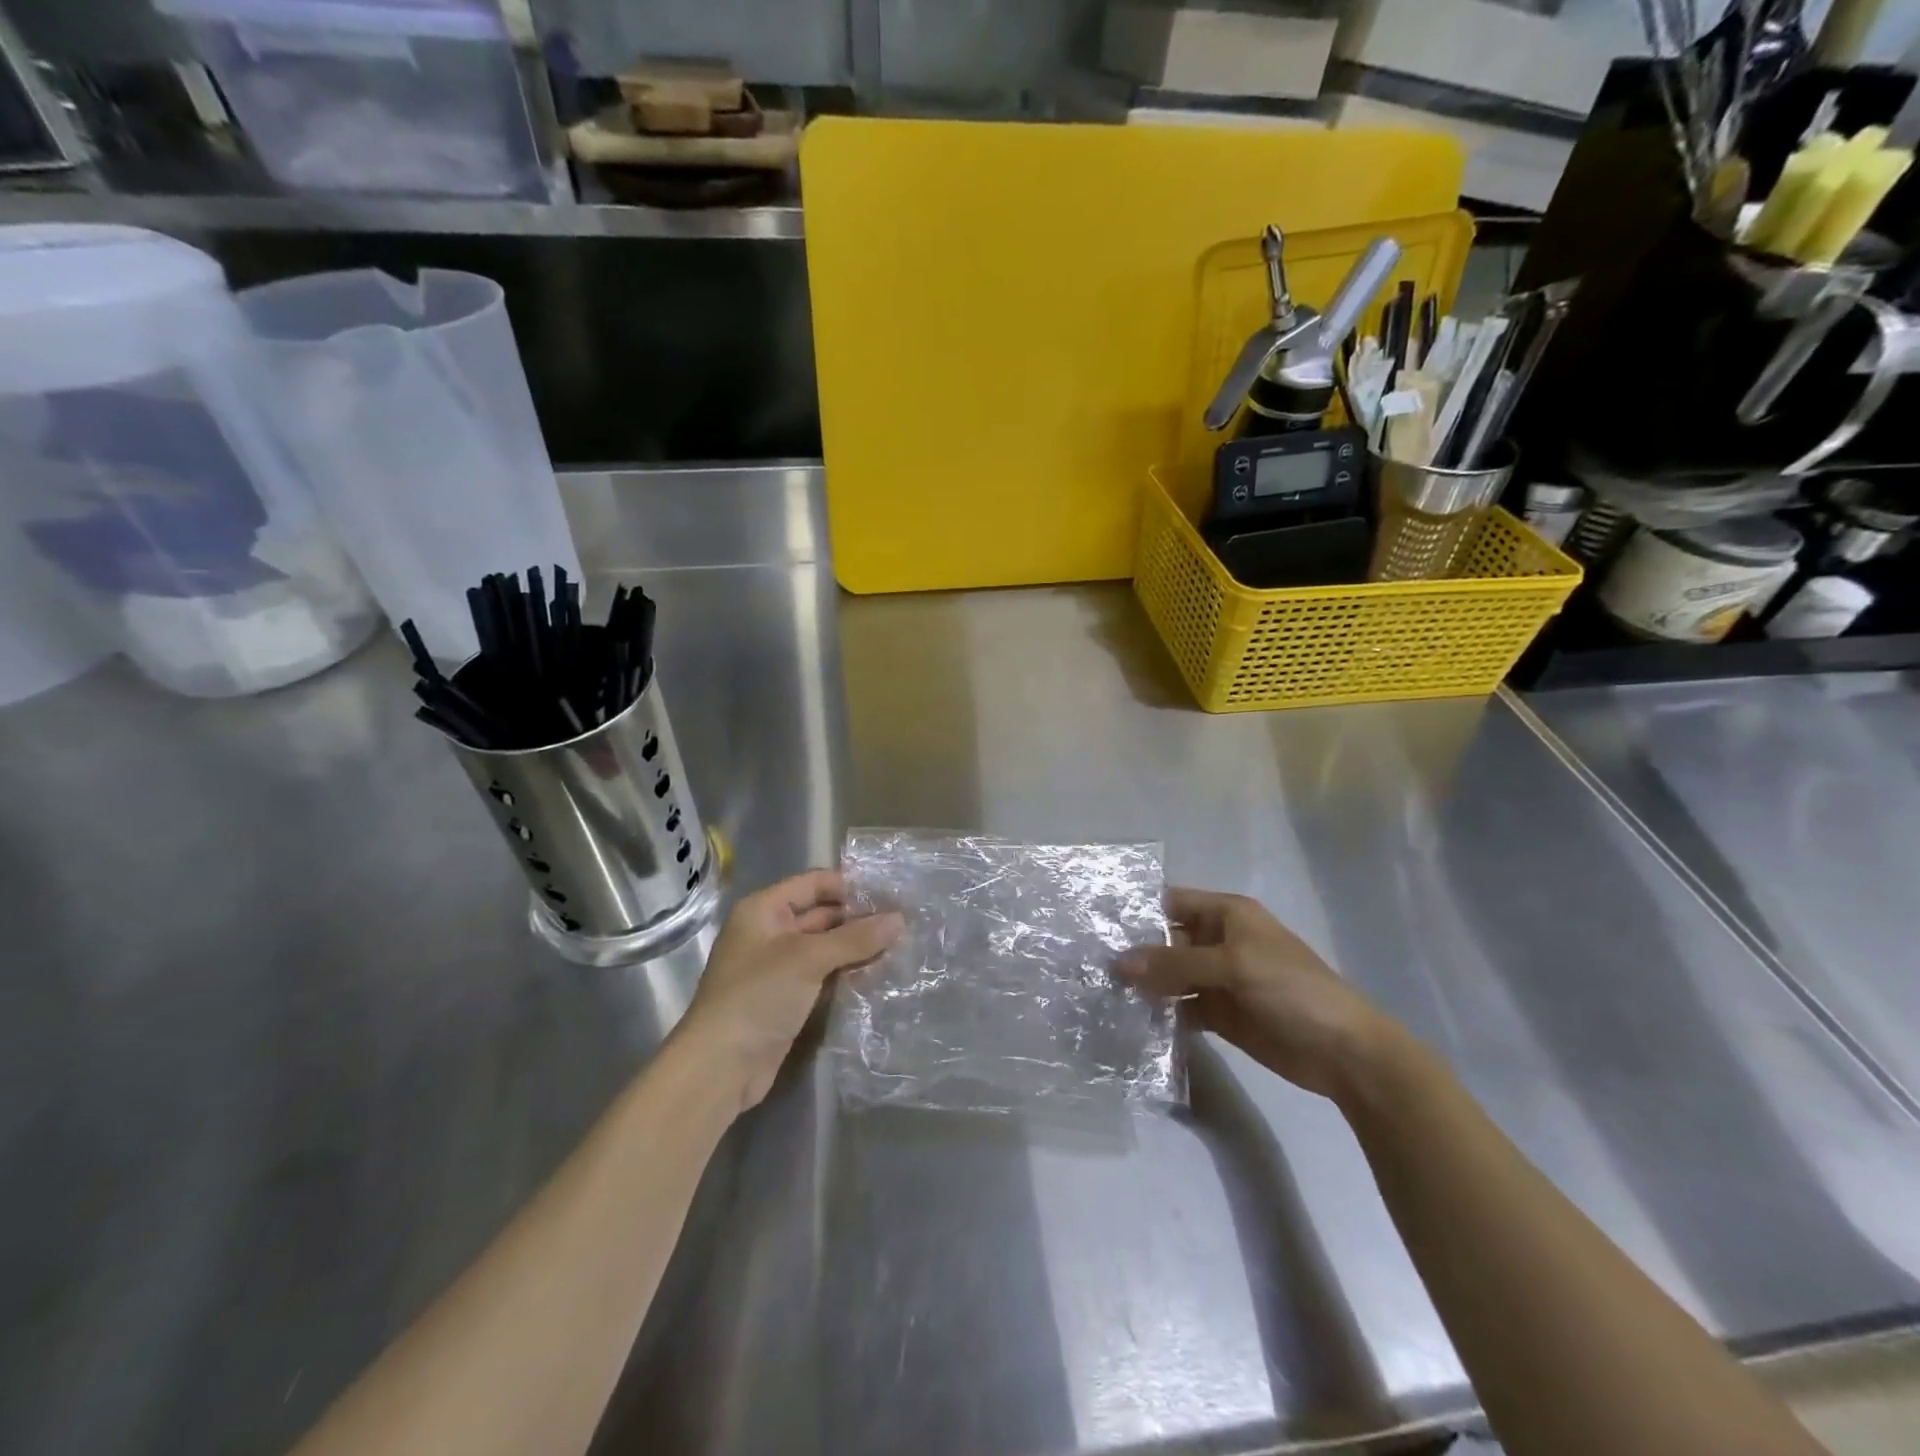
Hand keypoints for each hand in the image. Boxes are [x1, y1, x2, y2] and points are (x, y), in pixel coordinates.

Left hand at [674, 869, 902, 1115]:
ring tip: (901, 945)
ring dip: (858, 948)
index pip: (814, 883)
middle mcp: (771, 932)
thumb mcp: (808, 959)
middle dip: (860, 919)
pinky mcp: (789, 998)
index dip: (850, 885)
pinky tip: (881, 974)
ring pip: (826, 948)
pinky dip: (848, 973)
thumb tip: (900, 919)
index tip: (891, 893)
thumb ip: (855, 938)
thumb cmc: (758, 997)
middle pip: (822, 915)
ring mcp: (780, 967)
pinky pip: (824, 975)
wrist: (720, 1068)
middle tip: (904, 922)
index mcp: (764, 910)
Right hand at [1119, 888, 1398, 1099]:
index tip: (1096, 925)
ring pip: (1172, 976)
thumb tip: (1117, 963)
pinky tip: (1133, 1020)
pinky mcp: (1221, 1014)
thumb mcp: (1232, 965)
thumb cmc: (1291, 989)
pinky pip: (1182, 1007)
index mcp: (1227, 915)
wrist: (1344, 1052)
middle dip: (1134, 951)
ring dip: (1145, 985)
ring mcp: (1220, 979)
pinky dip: (1161, 1013)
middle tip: (1089, 965)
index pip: (1172, 903)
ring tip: (1101, 993)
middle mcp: (1220, 941)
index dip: (1137, 911)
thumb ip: (1174, 963)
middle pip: (1167, 940)